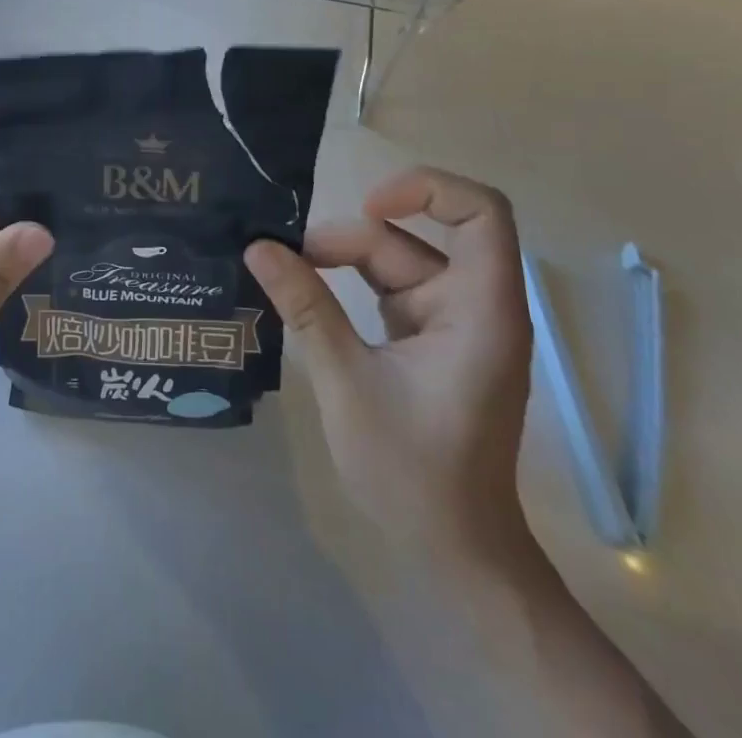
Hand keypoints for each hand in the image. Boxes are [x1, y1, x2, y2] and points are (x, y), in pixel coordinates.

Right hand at [245, 166, 531, 554]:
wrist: (453, 551)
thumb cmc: (412, 471)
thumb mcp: (348, 381)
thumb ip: (306, 307)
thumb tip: (258, 247)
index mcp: (480, 310)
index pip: (482, 214)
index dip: (427, 190)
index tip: (367, 207)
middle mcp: (474, 305)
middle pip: (413, 239)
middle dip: (348, 241)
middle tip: (287, 259)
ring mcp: (452, 322)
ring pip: (395, 261)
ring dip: (342, 262)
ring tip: (287, 275)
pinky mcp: (430, 338)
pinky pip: (389, 289)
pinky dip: (349, 285)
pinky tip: (305, 293)